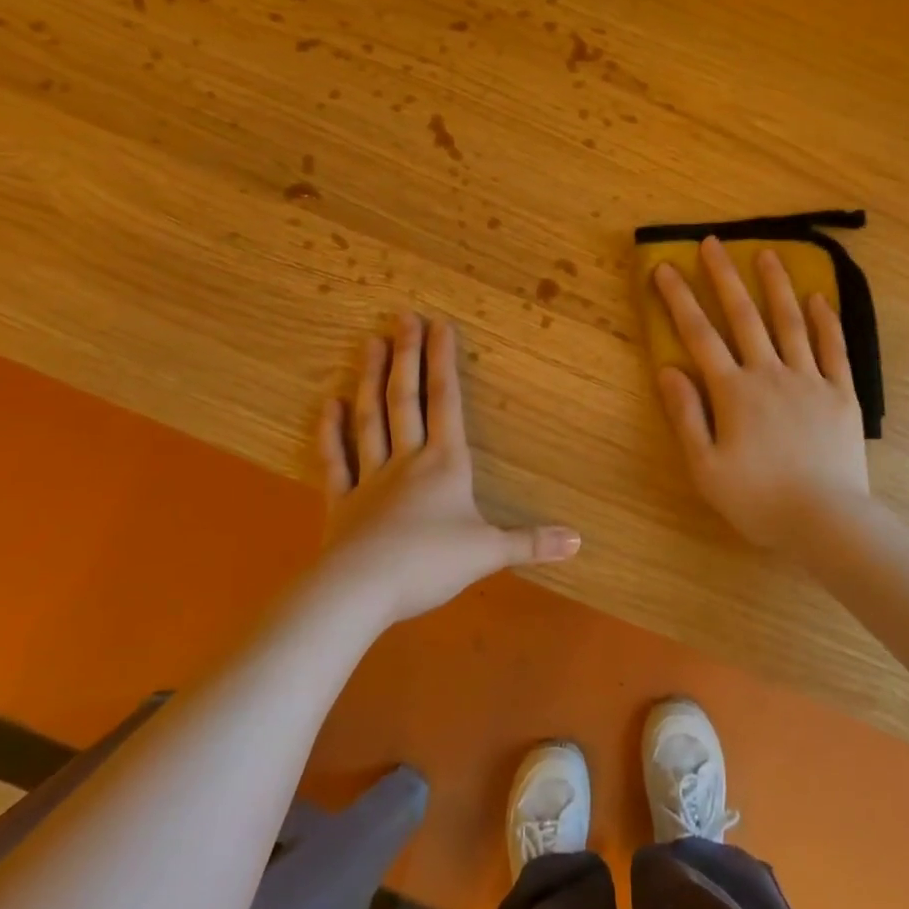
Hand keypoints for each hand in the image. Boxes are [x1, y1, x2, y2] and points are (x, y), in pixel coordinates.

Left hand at [318, 313, 579, 624]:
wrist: (360, 591)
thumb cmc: (430, 564)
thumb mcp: (489, 553)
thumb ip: (532, 543)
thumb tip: (579, 542)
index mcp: (445, 465)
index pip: (446, 402)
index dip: (444, 362)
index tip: (440, 325)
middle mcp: (408, 460)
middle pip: (406, 399)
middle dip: (407, 356)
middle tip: (402, 317)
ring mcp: (370, 478)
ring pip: (371, 419)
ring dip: (370, 380)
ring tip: (369, 342)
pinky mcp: (341, 503)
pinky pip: (335, 460)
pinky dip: (331, 432)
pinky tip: (329, 403)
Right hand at [652, 237, 869, 550]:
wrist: (825, 521)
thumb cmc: (758, 500)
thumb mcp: (705, 468)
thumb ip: (686, 416)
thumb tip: (668, 370)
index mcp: (734, 392)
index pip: (700, 336)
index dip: (679, 300)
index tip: (665, 268)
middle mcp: (770, 374)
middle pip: (744, 316)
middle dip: (725, 277)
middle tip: (714, 243)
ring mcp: (809, 380)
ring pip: (790, 322)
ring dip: (777, 285)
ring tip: (767, 253)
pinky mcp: (841, 393)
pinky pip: (833, 349)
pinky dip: (825, 321)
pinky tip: (819, 298)